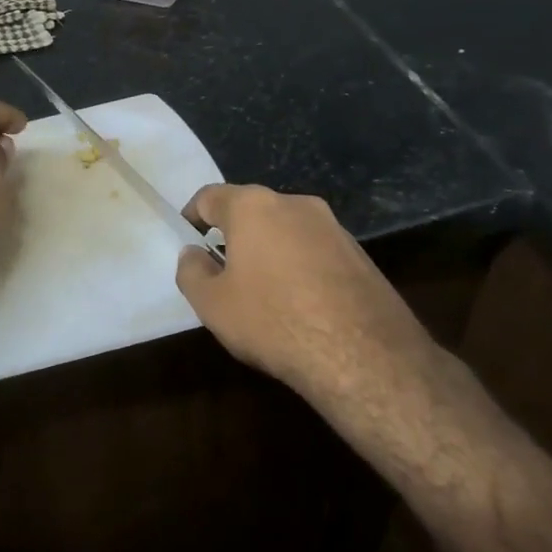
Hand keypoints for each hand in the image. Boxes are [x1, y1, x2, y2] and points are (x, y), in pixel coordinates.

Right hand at [175, 184, 444, 399]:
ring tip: (262, 293)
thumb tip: (193, 254)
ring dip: (269, 252)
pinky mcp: (360, 254)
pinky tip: (300, 305)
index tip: (188, 241)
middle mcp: (295, 203)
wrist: (364, 355)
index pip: (210, 197)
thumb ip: (191, 272)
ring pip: (286, 230)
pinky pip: (315, 251)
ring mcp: (334, 227)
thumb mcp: (212, 304)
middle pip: (251, 210)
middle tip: (222, 272)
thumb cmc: (273, 320)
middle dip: (233, 235)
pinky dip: (299, 267)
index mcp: (253, 206)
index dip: (192, 217)